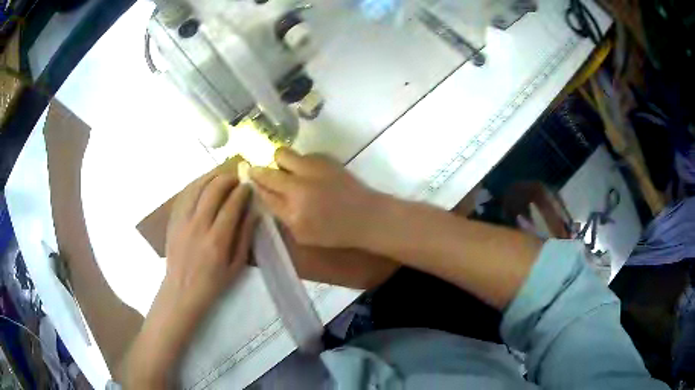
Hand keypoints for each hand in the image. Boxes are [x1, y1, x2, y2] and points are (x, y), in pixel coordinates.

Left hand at [165, 161, 256, 318]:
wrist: (182, 290)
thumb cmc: (213, 282)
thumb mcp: (236, 266)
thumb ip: (245, 237)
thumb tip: (254, 212)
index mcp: (217, 241)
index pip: (232, 205)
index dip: (242, 191)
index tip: (249, 186)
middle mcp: (198, 226)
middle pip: (213, 190)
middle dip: (228, 179)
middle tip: (236, 179)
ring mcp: (182, 221)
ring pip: (197, 187)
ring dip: (211, 177)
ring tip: (221, 176)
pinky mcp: (173, 220)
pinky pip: (184, 194)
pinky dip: (195, 184)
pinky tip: (203, 183)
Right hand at [249, 148, 384, 247]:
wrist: (366, 216)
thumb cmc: (334, 232)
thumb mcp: (302, 234)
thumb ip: (281, 214)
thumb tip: (264, 194)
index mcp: (292, 210)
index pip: (262, 192)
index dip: (253, 185)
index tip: (247, 180)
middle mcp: (299, 185)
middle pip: (267, 171)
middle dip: (259, 171)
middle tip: (259, 173)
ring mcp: (312, 168)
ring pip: (282, 154)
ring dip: (279, 163)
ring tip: (288, 172)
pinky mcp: (325, 158)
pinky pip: (302, 154)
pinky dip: (300, 162)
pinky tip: (310, 173)